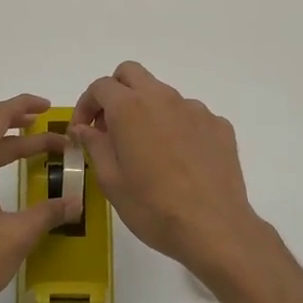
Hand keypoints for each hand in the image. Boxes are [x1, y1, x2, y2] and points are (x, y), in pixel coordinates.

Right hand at [70, 62, 269, 284]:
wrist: (214, 228)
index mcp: (131, 108)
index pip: (101, 86)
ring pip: (163, 95)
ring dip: (147, 111)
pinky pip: (190, 116)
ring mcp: (196, 110)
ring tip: (147, 151)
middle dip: (115, 93)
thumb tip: (84, 128)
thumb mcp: (111, 181)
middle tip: (110, 128)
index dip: (86, 105)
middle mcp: (164, 98)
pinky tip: (179, 161)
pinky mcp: (219, 126)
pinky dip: (176, 127)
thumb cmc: (152, 207)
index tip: (83, 131)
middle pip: (132, 74)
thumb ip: (95, 145)